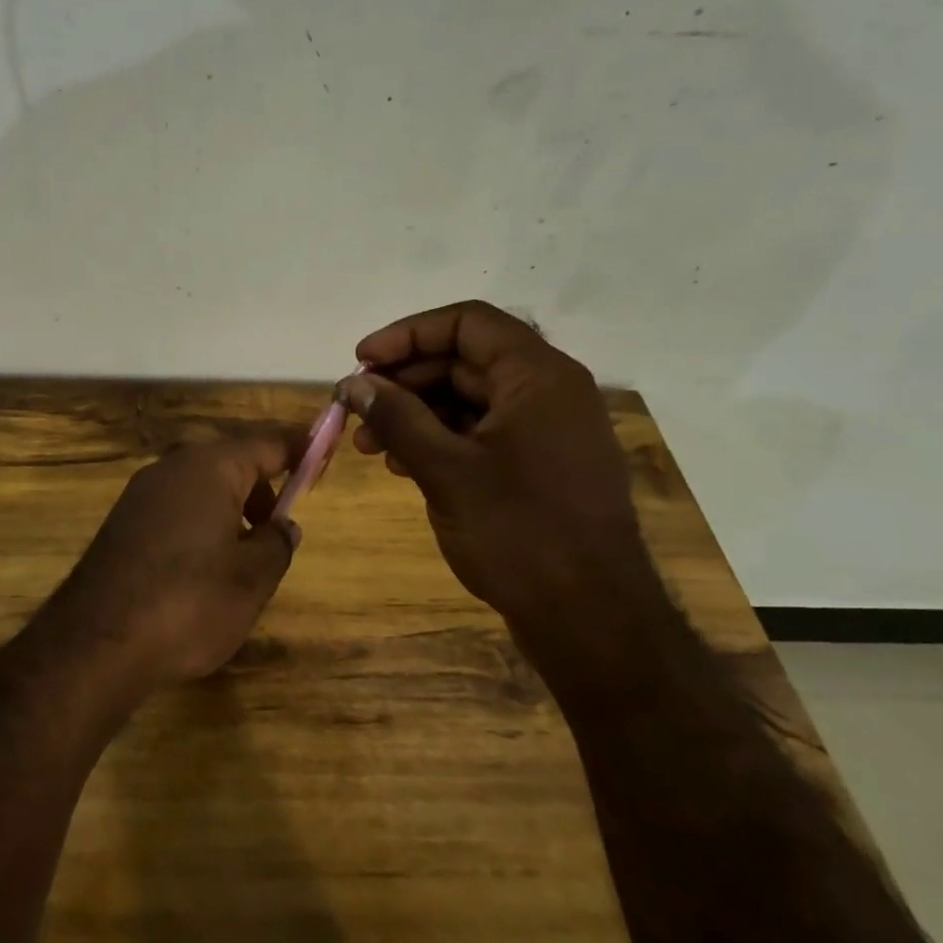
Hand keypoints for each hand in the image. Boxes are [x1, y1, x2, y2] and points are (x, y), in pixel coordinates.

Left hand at [51, 434, 300, 691]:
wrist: (97, 642)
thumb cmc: (189, 602)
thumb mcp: (253, 578)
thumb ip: (277, 543)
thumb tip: (282, 525)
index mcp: (210, 467)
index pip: (266, 443)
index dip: (299, 451)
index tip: (323, 460)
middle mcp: (171, 467)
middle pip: (229, 460)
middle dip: (260, 486)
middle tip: (278, 526)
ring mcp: (140, 493)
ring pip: (199, 485)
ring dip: (228, 507)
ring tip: (243, 555)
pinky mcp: (121, 522)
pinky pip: (174, 507)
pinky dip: (199, 522)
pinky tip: (202, 567)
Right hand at [340, 302, 660, 661]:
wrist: (590, 619)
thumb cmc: (519, 534)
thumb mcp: (446, 470)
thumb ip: (396, 418)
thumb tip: (352, 384)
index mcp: (538, 377)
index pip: (467, 323)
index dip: (407, 335)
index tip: (361, 363)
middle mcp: (548, 392)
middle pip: (464, 360)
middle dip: (404, 381)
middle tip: (355, 410)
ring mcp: (546, 431)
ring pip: (468, 399)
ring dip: (415, 414)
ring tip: (369, 446)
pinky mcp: (538, 465)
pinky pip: (480, 432)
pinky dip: (439, 440)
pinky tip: (403, 465)